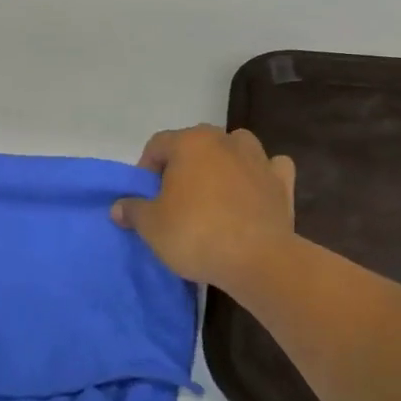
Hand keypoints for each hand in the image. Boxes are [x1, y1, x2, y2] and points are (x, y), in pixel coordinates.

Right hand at [111, 125, 295, 290]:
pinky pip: (270, 168)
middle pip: (196, 143)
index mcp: (190, 142)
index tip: (146, 196)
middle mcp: (224, 140)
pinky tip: (255, 192)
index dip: (146, 168)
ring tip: (214, 193)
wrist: (257, 259)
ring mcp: (258, 158)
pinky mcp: (282, 182)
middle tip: (175, 198)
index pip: (158, 144)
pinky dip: (262, 175)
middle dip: (183, 164)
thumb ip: (133, 210)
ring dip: (223, 162)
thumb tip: (118, 206)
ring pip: (235, 147)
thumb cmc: (196, 234)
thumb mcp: (151, 226)